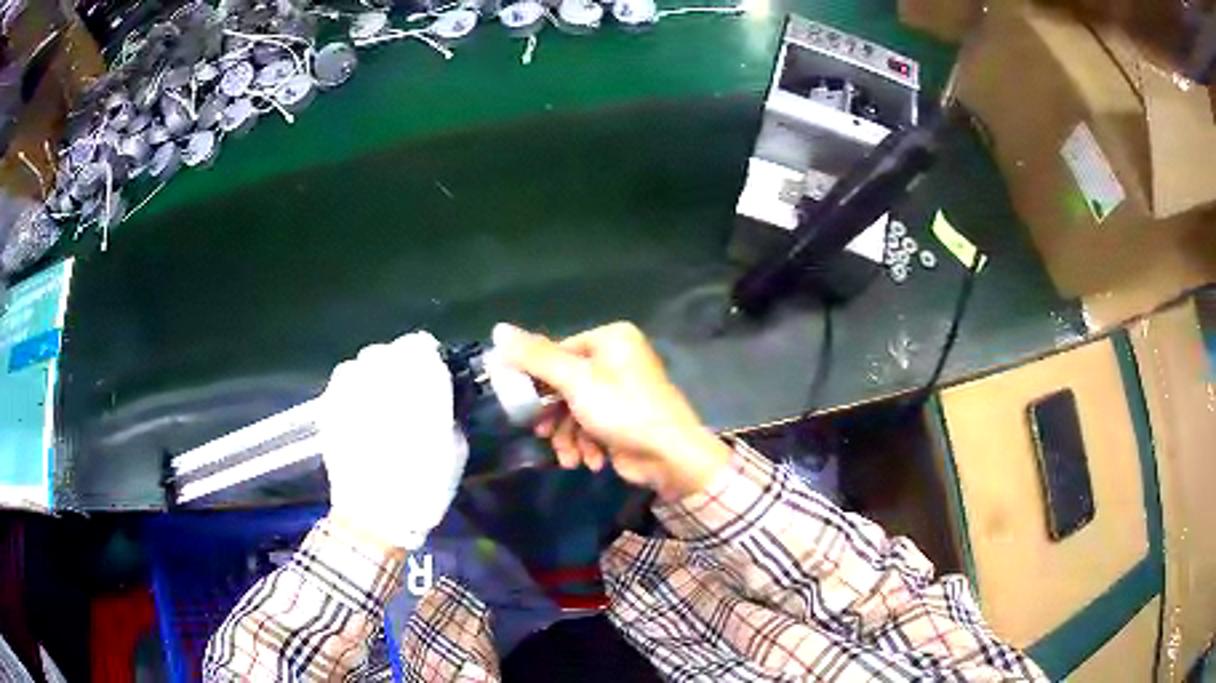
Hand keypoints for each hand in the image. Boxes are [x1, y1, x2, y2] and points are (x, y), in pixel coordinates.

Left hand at [318, 331, 467, 549]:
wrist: (374, 517)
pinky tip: (360, 409)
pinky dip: (354, 388)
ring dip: (375, 374)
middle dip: (401, 364)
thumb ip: (449, 411)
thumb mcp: (456, 450)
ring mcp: (350, 389)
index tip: (433, 374)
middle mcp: (380, 377)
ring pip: (364, 361)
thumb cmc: (423, 487)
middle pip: (391, 350)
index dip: (429, 357)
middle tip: (407, 391)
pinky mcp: (329, 404)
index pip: (421, 344)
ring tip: (380, 399)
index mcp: (418, 385)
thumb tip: (443, 395)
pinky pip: (344, 380)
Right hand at [493, 322, 730, 500]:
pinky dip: (587, 444)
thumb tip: (497, 328)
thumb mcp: (574, 380)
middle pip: (566, 384)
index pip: (558, 352)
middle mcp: (617, 359)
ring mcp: (622, 391)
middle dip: (554, 415)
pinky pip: (592, 425)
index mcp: (610, 339)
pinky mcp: (623, 419)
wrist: (670, 456)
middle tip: (540, 432)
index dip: (537, 380)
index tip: (520, 403)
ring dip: (569, 436)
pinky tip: (589, 461)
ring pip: (576, 409)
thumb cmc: (622, 409)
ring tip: (569, 458)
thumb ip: (535, 357)